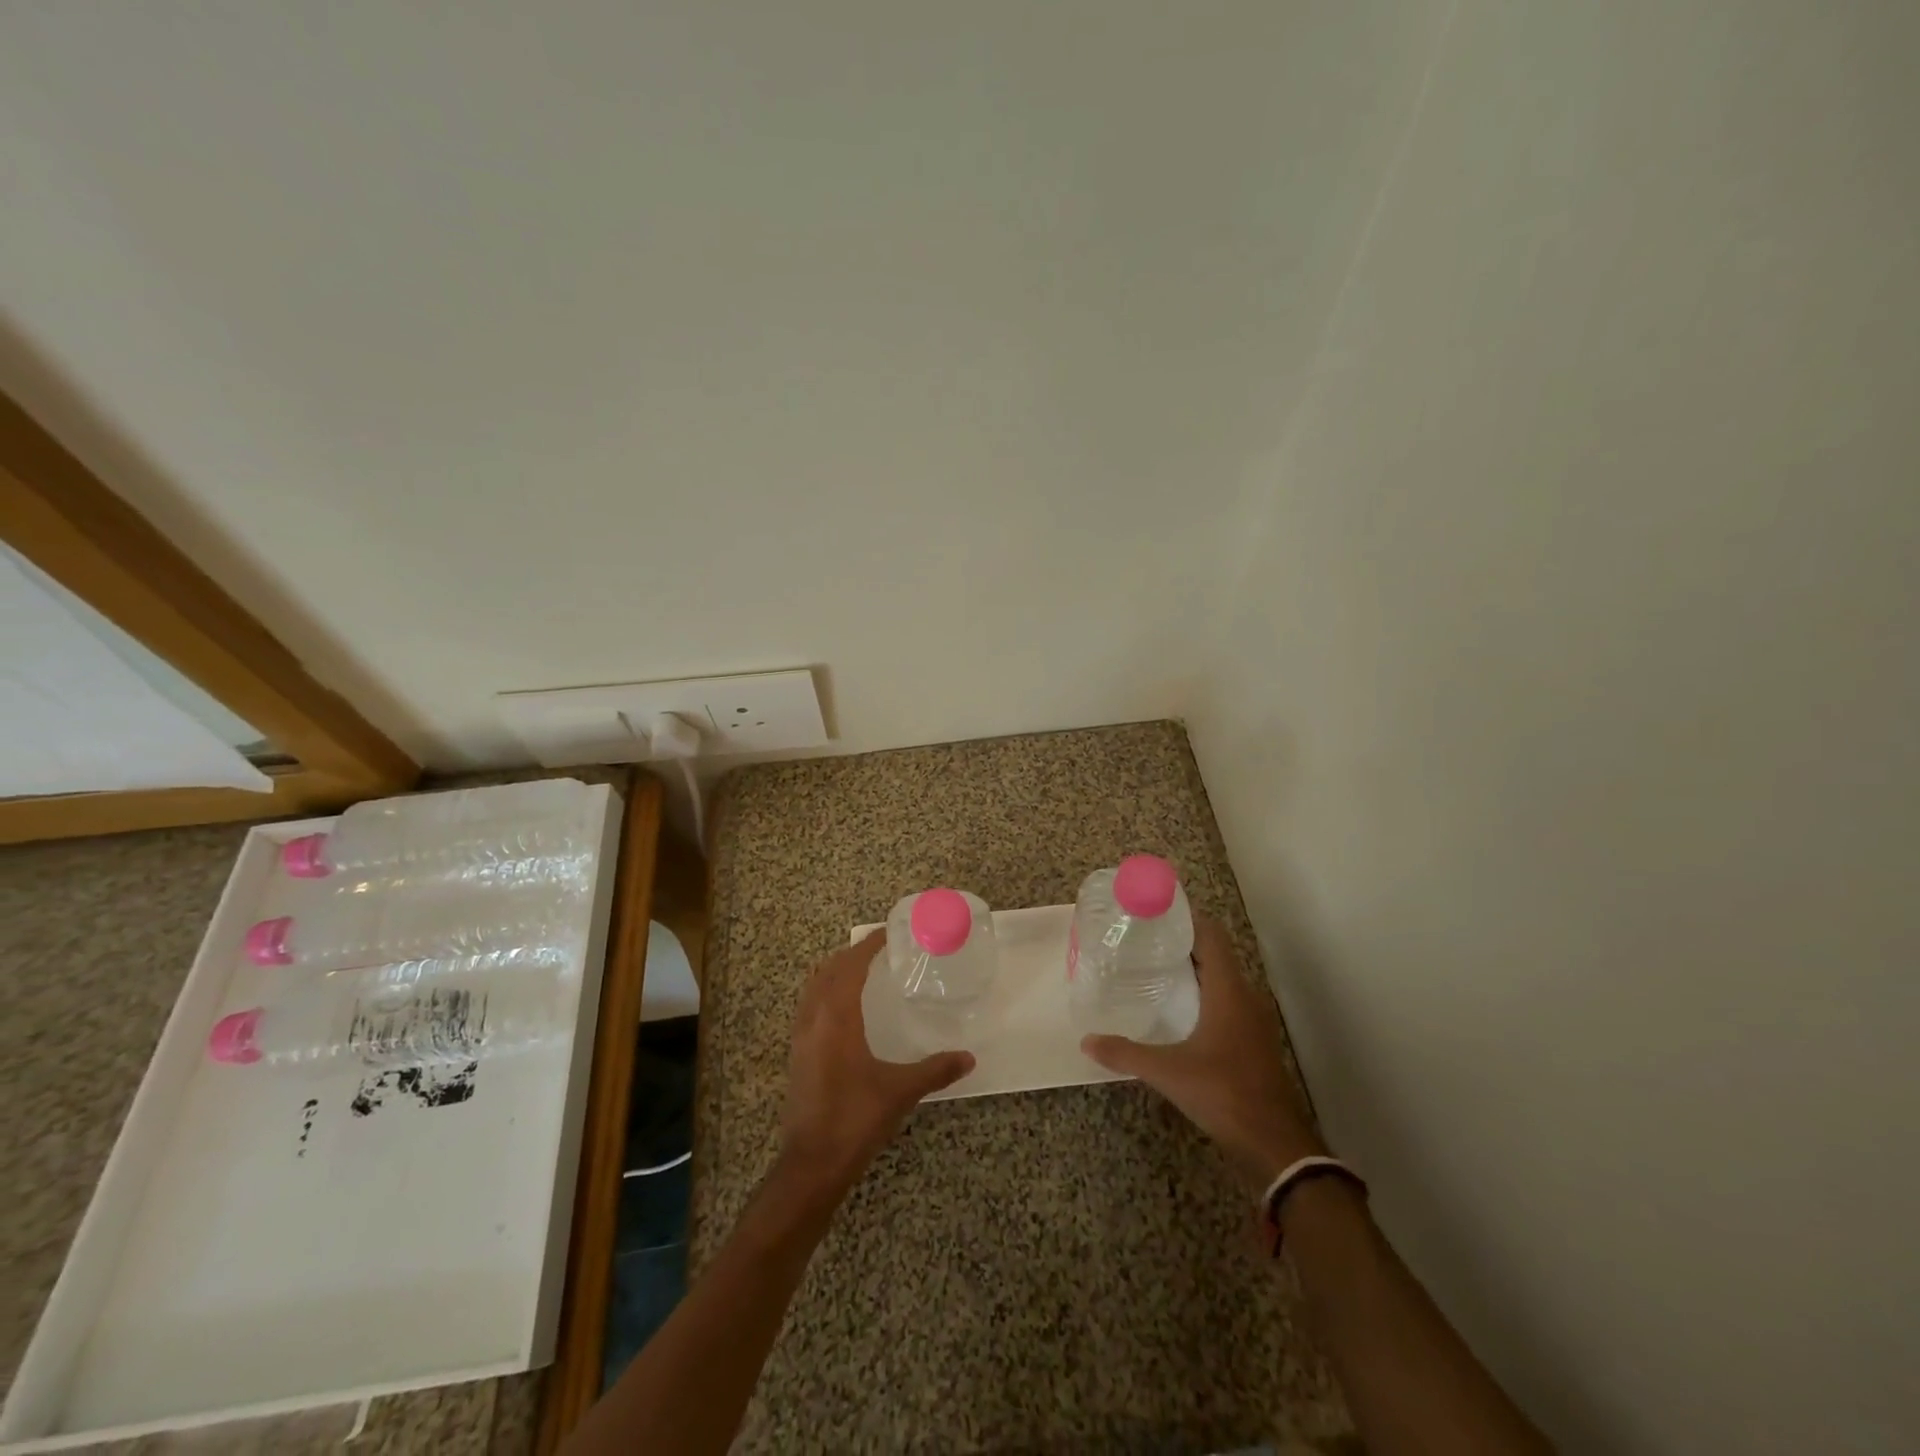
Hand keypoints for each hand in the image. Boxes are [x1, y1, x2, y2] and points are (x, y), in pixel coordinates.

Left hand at [778, 929, 974, 1199]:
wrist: (812, 1163)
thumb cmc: (856, 1119)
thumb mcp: (900, 1091)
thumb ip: (936, 1070)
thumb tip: (969, 1057)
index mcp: (837, 1018)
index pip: (850, 966)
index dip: (867, 946)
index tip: (888, 933)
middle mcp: (813, 1019)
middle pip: (828, 970)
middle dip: (851, 954)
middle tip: (879, 949)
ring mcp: (800, 1036)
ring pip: (814, 987)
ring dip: (835, 972)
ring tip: (862, 971)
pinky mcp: (796, 1054)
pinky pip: (808, 1006)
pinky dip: (825, 992)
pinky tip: (844, 1009)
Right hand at [1081, 913, 1323, 1189]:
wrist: (1276, 1144)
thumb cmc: (1224, 1093)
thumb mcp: (1169, 1072)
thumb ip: (1126, 1053)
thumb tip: (1087, 1041)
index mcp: (1228, 991)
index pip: (1211, 936)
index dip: (1187, 916)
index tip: (1157, 908)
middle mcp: (1244, 997)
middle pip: (1216, 954)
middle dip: (1184, 940)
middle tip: (1145, 936)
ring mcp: (1253, 1020)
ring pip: (1222, 978)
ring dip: (1195, 967)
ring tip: (1156, 965)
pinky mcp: (1253, 1041)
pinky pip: (1227, 1000)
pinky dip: (1204, 991)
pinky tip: (1179, 1007)